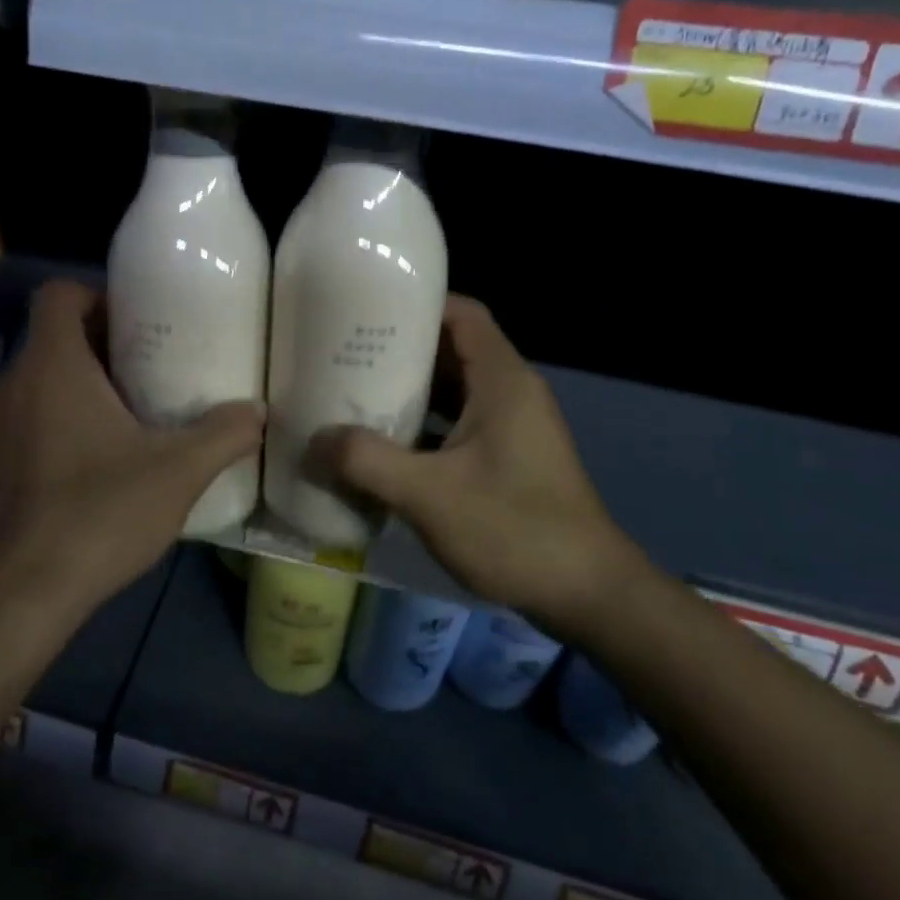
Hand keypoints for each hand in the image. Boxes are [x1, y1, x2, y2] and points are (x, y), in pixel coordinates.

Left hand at [0, 280, 264, 607]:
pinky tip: (67, 482)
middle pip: (48, 345)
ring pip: (28, 392)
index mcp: (52, 368)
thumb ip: (224, 434)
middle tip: (138, 382)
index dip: (94, 297)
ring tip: (106, 434)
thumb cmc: (102, 514)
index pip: (58, 295)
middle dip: (92, 354)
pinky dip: (36, 440)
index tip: (131, 325)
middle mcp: (8, 387)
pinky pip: (8, 436)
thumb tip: (258, 412)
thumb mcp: (179, 472)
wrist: (23, 595)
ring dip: (63, 398)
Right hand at [313, 296, 652, 629]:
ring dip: (408, 394)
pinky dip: (423, 429)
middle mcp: (510, 393)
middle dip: (399, 352)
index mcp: (502, 381)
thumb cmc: (513, 528)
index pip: (461, 314)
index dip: (416, 305)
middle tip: (342, 356)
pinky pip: (458, 426)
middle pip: (451, 351)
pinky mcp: (508, 459)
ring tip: (351, 396)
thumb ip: (366, 461)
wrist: (586, 594)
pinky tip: (383, 449)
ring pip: (453, 392)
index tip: (365, 311)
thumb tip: (313, 440)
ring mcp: (511, 428)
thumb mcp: (429, 493)